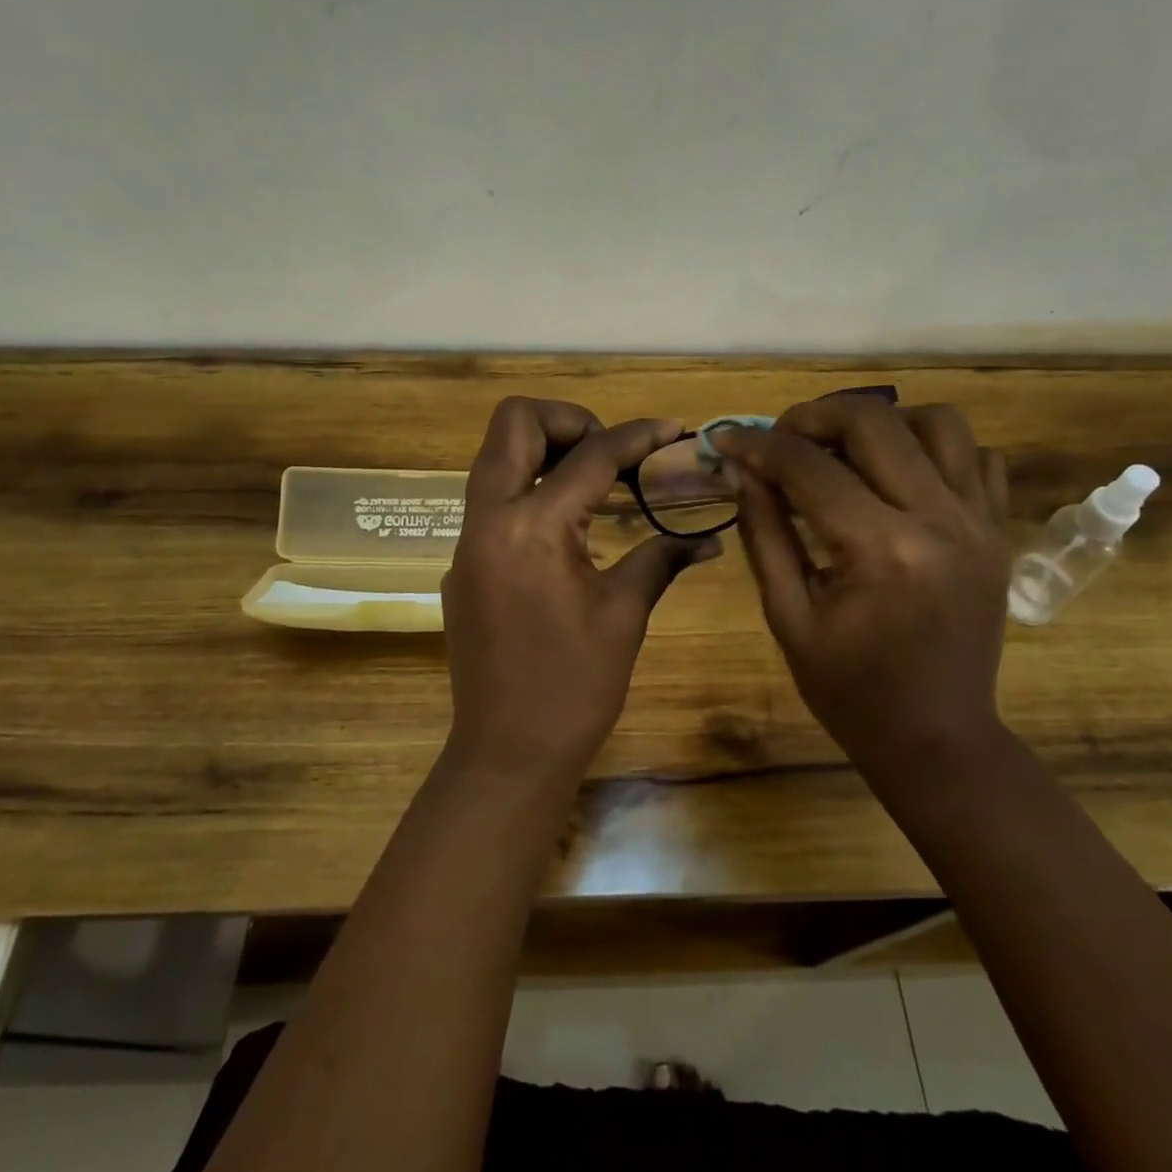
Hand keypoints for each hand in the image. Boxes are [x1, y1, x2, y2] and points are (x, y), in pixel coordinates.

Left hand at [442, 397, 720, 782]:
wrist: (507, 751)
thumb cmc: (574, 687)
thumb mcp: (625, 615)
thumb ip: (661, 559)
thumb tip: (709, 538)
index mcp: (532, 528)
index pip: (589, 456)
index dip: (636, 435)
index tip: (671, 428)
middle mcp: (488, 519)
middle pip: (513, 423)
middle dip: (567, 419)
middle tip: (610, 451)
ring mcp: (466, 540)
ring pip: (495, 456)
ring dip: (544, 449)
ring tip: (595, 480)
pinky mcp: (462, 563)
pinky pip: (492, 499)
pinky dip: (529, 489)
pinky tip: (567, 527)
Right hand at [711, 398, 1010, 775]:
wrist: (937, 738)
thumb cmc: (850, 690)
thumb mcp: (787, 616)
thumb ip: (764, 532)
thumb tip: (741, 470)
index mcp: (881, 551)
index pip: (809, 467)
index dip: (757, 445)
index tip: (724, 440)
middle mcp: (939, 521)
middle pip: (875, 421)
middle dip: (814, 416)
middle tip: (780, 439)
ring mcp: (980, 522)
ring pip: (938, 422)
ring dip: (881, 421)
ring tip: (843, 449)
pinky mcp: (998, 531)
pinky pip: (976, 457)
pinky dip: (933, 449)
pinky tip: (897, 476)